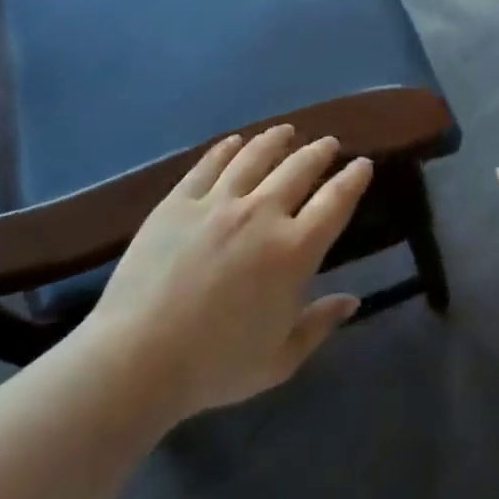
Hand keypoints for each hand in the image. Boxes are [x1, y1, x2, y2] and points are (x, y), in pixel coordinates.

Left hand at [83, 125, 369, 418]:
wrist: (135, 360)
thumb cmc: (215, 367)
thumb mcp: (280, 359)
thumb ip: (320, 324)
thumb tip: (353, 301)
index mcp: (294, 251)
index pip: (335, 202)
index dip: (353, 179)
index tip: (362, 164)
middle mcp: (262, 215)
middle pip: (299, 168)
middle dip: (319, 152)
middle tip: (328, 143)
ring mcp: (217, 204)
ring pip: (255, 156)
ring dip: (276, 140)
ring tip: (286, 131)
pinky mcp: (178, 202)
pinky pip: (208, 165)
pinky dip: (227, 149)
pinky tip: (235, 142)